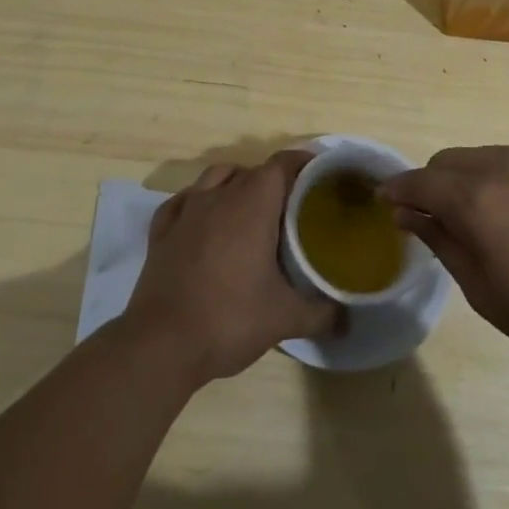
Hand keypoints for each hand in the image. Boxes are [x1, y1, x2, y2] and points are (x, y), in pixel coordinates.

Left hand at [123, 151, 338, 384]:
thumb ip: (321, 314)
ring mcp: (186, 211)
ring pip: (215, 176)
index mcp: (252, 204)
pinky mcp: (161, 232)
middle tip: (292, 206)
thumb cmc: (229, 319)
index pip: (282, 164)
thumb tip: (348, 319)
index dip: (303, 164)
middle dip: (274, 181)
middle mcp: (219, 196)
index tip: (320, 177)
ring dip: (235, 182)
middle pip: (252, 171)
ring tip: (249, 208)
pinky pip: (183, 201)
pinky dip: (197, 202)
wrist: (161, 345)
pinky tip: (202, 221)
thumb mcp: (284, 319)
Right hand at [380, 146, 508, 396]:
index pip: (421, 181)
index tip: (387, 204)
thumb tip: (408, 213)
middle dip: (433, 184)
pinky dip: (504, 180)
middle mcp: (506, 166)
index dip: (398, 190)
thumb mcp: (487, 294)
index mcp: (479, 199)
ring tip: (481, 220)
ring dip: (469, 180)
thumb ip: (443, 243)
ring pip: (485, 157)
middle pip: (450, 161)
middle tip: (435, 221)